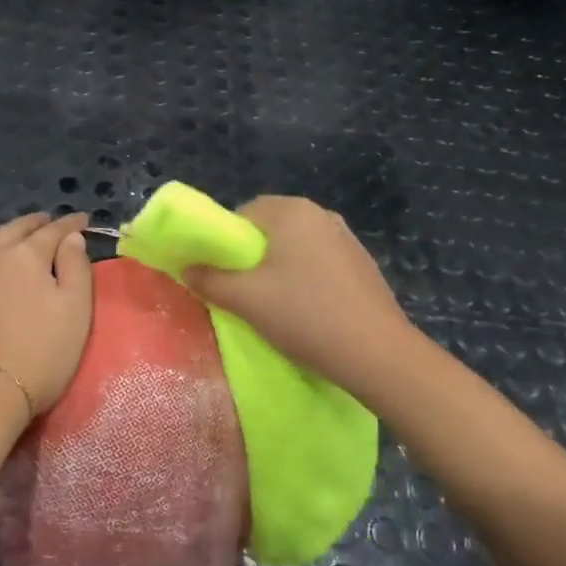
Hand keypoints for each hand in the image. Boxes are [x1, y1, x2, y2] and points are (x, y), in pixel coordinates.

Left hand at [0, 212, 94, 423]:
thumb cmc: (37, 354)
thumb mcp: (75, 312)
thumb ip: (76, 267)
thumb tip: (72, 238)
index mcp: (26, 253)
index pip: (54, 230)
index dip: (71, 224)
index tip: (83, 220)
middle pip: (16, 228)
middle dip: (37, 224)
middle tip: (50, 224)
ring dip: (6, 236)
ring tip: (17, 239)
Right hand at [183, 196, 408, 392]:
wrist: (378, 354)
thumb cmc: (304, 316)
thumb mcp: (245, 300)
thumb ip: (209, 280)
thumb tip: (187, 269)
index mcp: (291, 211)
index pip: (242, 213)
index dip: (224, 242)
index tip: (221, 275)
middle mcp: (321, 214)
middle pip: (270, 228)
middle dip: (251, 256)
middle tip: (243, 292)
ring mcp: (346, 238)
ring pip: (295, 246)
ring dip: (279, 268)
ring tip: (274, 304)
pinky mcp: (362, 264)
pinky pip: (319, 262)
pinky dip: (305, 278)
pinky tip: (307, 310)